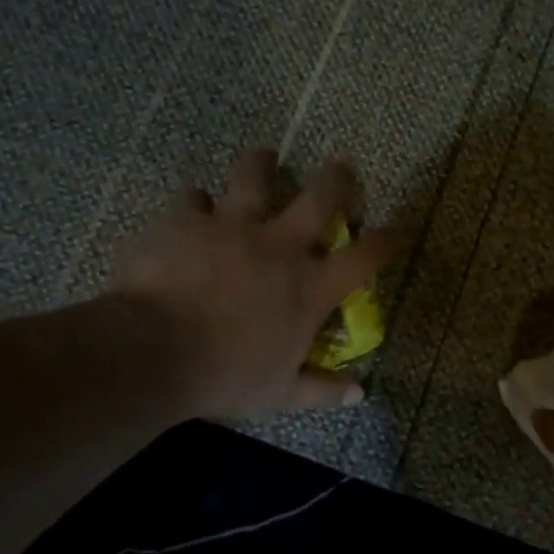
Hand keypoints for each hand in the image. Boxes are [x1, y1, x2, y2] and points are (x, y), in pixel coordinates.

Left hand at [112, 148, 401, 419]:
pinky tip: (190, 211)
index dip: (387, 240)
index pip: (364, 258)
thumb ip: (322, 390)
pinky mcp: (186, 219)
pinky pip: (193, 197)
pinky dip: (195, 204)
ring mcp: (232, 225)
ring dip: (262, 164)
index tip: (398, 228)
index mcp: (309, 287)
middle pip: (321, 195)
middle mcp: (279, 246)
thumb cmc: (226, 377)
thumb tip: (360, 393)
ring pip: (255, 174)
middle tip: (341, 165)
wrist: (155, 352)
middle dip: (338, 177)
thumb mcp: (281, 394)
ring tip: (263, 158)